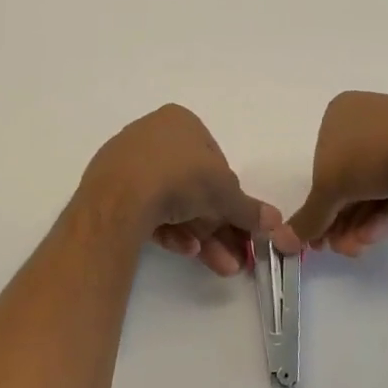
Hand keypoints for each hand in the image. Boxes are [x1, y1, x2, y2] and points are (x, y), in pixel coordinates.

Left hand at [77, 105, 293, 276]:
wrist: (120, 197)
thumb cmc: (180, 177)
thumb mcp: (226, 193)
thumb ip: (249, 208)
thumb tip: (276, 222)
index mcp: (180, 122)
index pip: (214, 158)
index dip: (230, 194)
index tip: (241, 223)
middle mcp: (152, 136)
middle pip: (194, 185)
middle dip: (218, 225)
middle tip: (236, 256)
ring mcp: (128, 163)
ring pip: (173, 202)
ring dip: (200, 235)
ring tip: (221, 265)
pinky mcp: (111, 191)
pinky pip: (148, 210)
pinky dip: (171, 231)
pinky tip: (187, 252)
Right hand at [288, 92, 387, 256]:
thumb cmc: (368, 154)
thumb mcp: (327, 188)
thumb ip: (308, 217)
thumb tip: (282, 241)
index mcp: (341, 113)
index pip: (323, 162)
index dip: (320, 201)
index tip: (317, 234)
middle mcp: (369, 121)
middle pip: (350, 179)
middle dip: (341, 218)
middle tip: (336, 248)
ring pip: (375, 188)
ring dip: (360, 222)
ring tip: (355, 249)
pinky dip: (386, 213)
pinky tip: (375, 235)